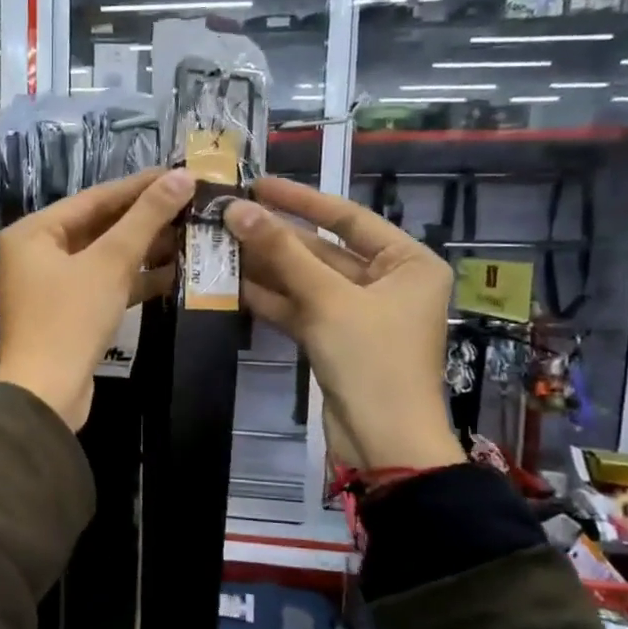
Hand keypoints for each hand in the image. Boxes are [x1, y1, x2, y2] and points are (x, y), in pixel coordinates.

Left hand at [0, 167, 193, 430]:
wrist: (47, 393)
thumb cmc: (70, 319)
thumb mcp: (110, 263)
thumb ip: (145, 218)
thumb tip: (182, 177)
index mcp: (32, 232)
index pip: (93, 198)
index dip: (139, 186)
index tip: (179, 174)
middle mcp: (35, 253)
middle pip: (97, 226)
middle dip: (144, 219)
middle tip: (189, 204)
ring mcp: (49, 285)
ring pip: (102, 257)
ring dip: (143, 249)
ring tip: (189, 233)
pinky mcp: (66, 313)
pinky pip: (102, 284)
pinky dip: (132, 279)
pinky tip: (173, 272)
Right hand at [223, 178, 465, 472]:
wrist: (383, 443)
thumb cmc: (372, 361)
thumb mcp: (327, 300)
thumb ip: (282, 253)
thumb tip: (236, 209)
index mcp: (408, 263)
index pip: (349, 218)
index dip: (301, 200)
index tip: (258, 185)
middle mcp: (387, 282)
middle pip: (324, 250)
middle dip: (276, 237)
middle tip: (227, 217)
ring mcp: (359, 313)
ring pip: (307, 281)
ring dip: (267, 267)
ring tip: (220, 245)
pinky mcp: (335, 340)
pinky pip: (301, 308)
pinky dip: (271, 299)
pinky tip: (232, 284)